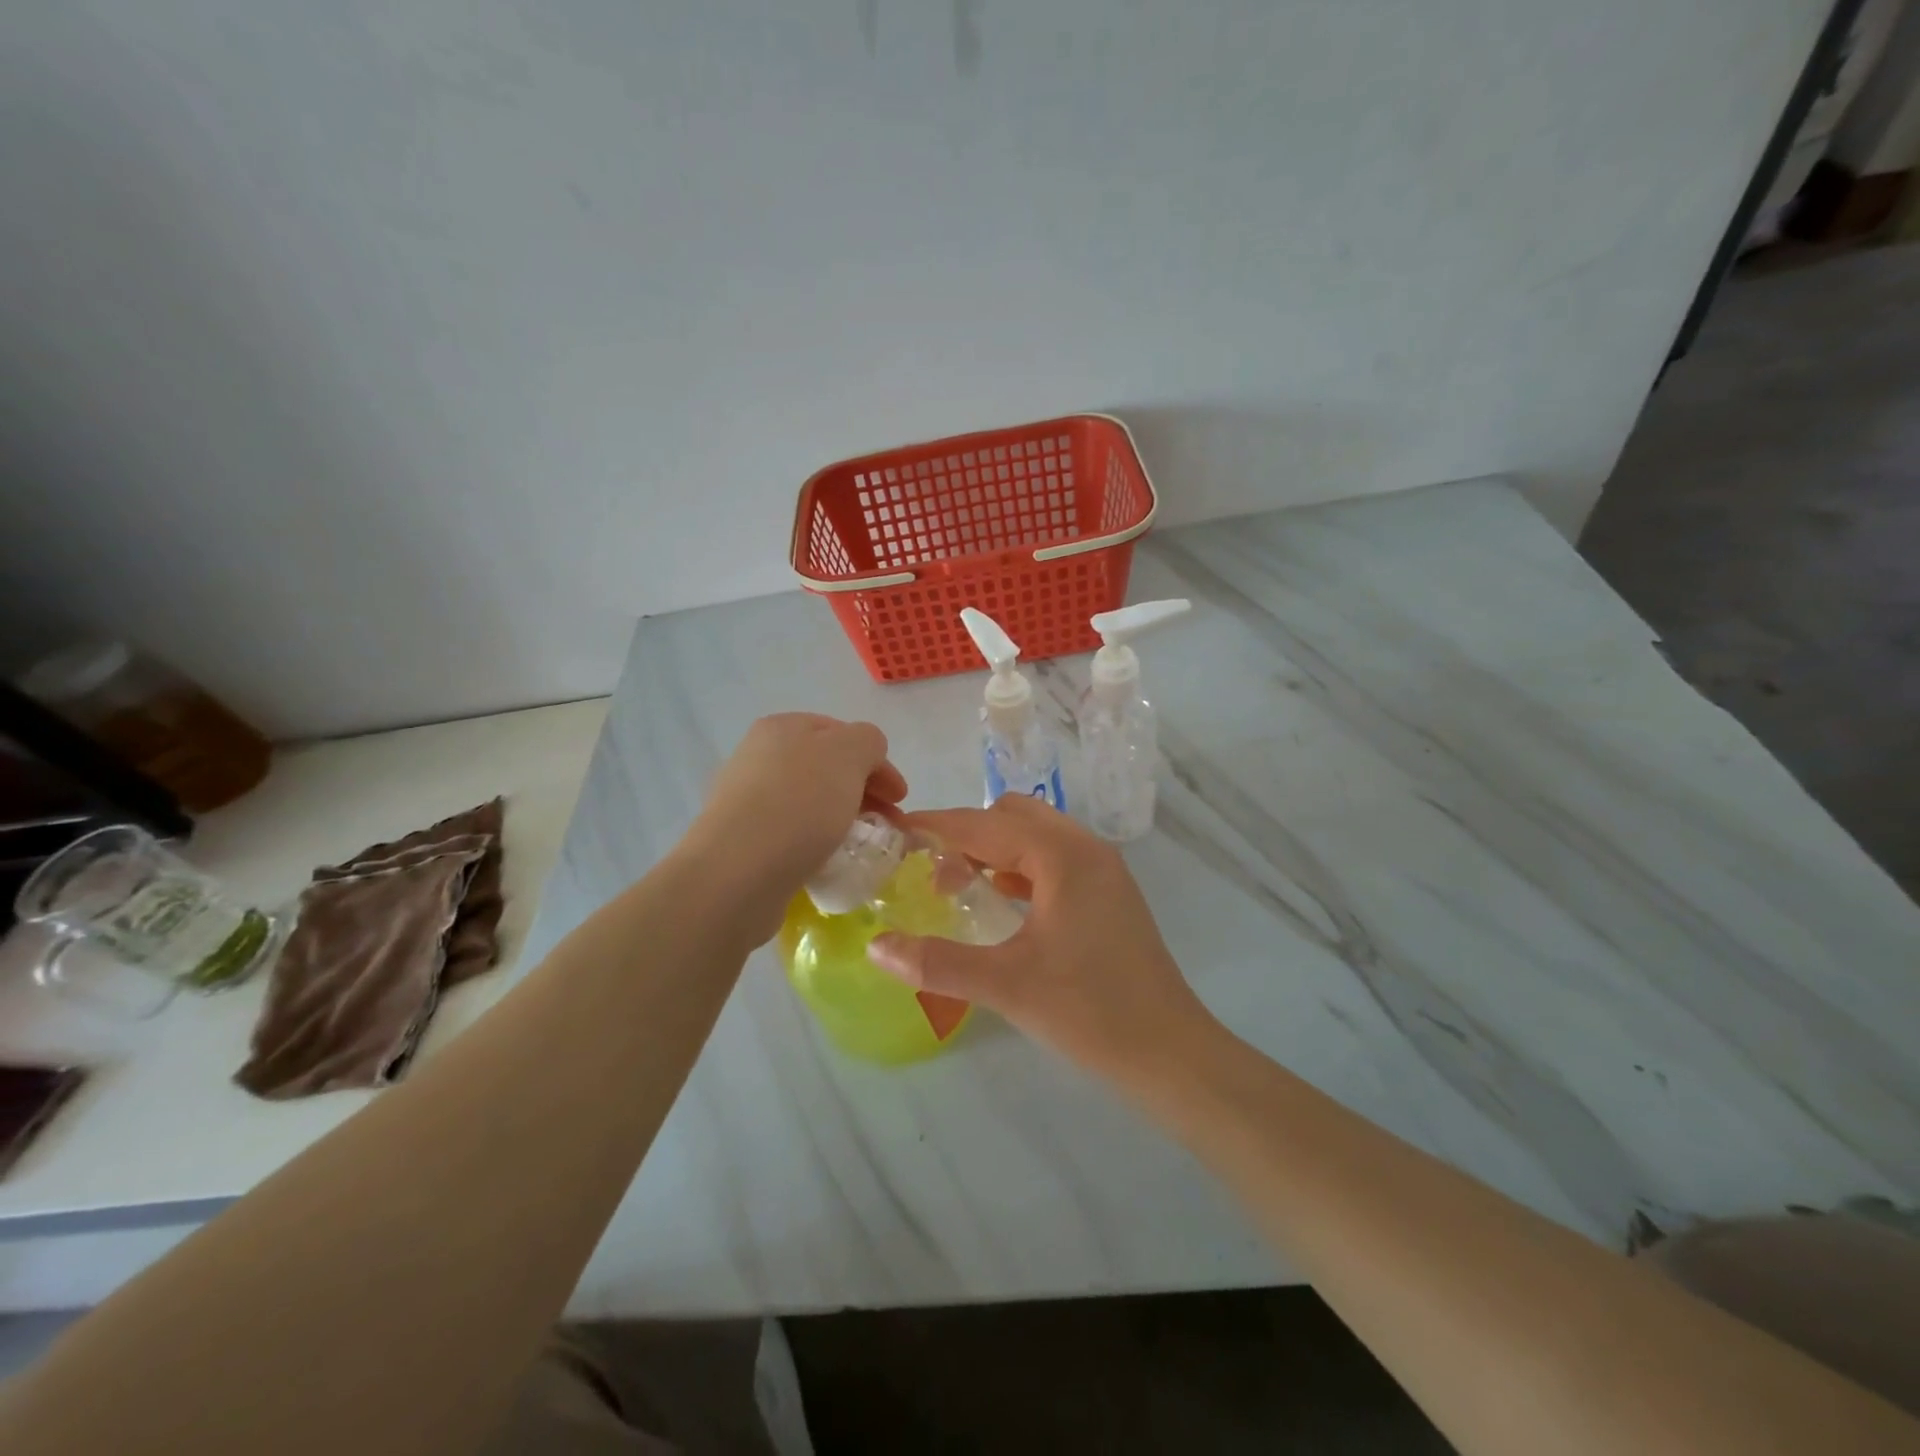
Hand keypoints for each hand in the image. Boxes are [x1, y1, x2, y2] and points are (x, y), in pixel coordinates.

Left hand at [685, 714, 906, 938]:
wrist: (736, 873)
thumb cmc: (799, 804)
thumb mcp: (849, 754)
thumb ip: (868, 742)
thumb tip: (866, 758)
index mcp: (782, 727)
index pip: (843, 733)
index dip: (877, 762)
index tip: (900, 798)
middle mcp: (759, 756)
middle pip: (827, 768)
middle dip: (864, 792)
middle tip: (888, 824)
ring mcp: (745, 800)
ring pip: (811, 802)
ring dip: (843, 819)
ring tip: (862, 846)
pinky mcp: (741, 841)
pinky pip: (792, 834)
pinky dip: (817, 843)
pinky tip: (828, 862)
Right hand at [866, 795, 1220, 1084]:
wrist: (1170, 1053)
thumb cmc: (1088, 1011)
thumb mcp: (1005, 985)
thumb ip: (937, 962)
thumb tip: (877, 947)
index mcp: (1062, 856)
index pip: (985, 823)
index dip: (938, 825)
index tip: (897, 831)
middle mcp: (1086, 848)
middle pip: (1013, 816)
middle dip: (968, 833)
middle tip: (931, 870)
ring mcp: (1103, 869)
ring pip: (1037, 836)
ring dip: (995, 849)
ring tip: (959, 884)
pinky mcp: (1110, 893)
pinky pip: (1055, 859)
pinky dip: (1021, 867)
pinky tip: (1003, 901)